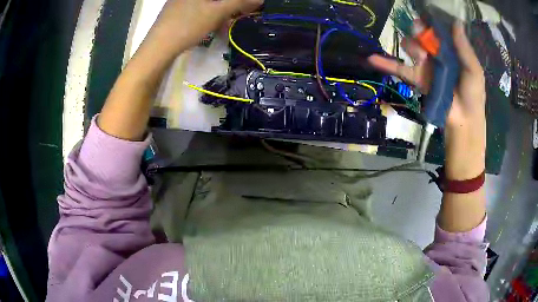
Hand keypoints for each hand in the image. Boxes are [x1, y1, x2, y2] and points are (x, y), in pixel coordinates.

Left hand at [150, 0, 263, 55]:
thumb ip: (239, 2)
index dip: (236, 2)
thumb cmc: (188, 25)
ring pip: (206, 4)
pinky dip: (208, 15)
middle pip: (214, 0)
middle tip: (237, 15)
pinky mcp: (174, 13)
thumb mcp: (217, 12)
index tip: (245, 8)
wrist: (158, 49)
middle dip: (228, 5)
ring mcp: (178, 2)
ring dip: (219, 11)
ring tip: (226, 23)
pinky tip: (211, 25)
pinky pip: (197, 10)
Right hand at [368, 23, 485, 127]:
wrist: (464, 121)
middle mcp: (436, 54)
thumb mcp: (474, 70)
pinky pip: (399, 68)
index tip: (427, 15)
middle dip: (419, 30)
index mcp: (450, 50)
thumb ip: (464, 48)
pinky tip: (371, 59)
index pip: (438, 30)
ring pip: (410, 46)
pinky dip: (385, 64)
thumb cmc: (472, 95)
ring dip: (411, 44)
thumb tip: (456, 22)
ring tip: (420, 55)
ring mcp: (425, 65)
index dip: (431, 21)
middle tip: (421, 32)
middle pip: (422, 34)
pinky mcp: (417, 78)